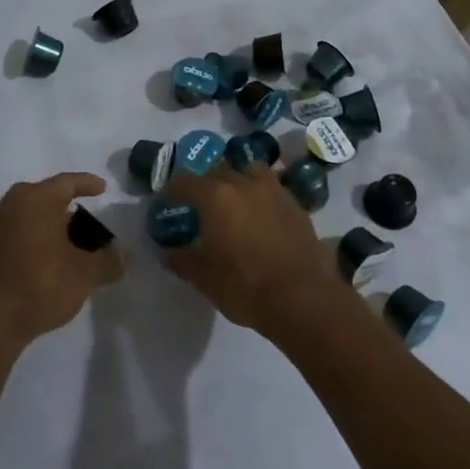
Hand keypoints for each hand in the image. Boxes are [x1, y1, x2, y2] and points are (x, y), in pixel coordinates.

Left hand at [0, 173, 123, 347]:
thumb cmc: (41, 284)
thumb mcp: (85, 274)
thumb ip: (109, 261)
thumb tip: (124, 255)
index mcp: (36, 198)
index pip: (68, 182)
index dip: (87, 184)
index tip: (103, 188)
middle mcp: (13, 203)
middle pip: (48, 197)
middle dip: (70, 208)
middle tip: (89, 222)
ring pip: (32, 215)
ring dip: (52, 225)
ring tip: (72, 243)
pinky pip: (20, 231)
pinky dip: (37, 238)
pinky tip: (49, 258)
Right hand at [158, 165, 339, 341]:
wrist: (303, 298)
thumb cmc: (246, 287)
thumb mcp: (205, 279)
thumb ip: (182, 260)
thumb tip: (167, 252)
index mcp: (215, 196)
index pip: (185, 181)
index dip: (172, 190)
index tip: (167, 202)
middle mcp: (242, 182)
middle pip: (216, 171)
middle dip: (203, 183)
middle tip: (198, 204)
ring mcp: (272, 189)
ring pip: (247, 170)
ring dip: (235, 179)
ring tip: (232, 199)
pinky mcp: (294, 202)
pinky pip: (269, 186)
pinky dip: (258, 192)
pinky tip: (258, 212)